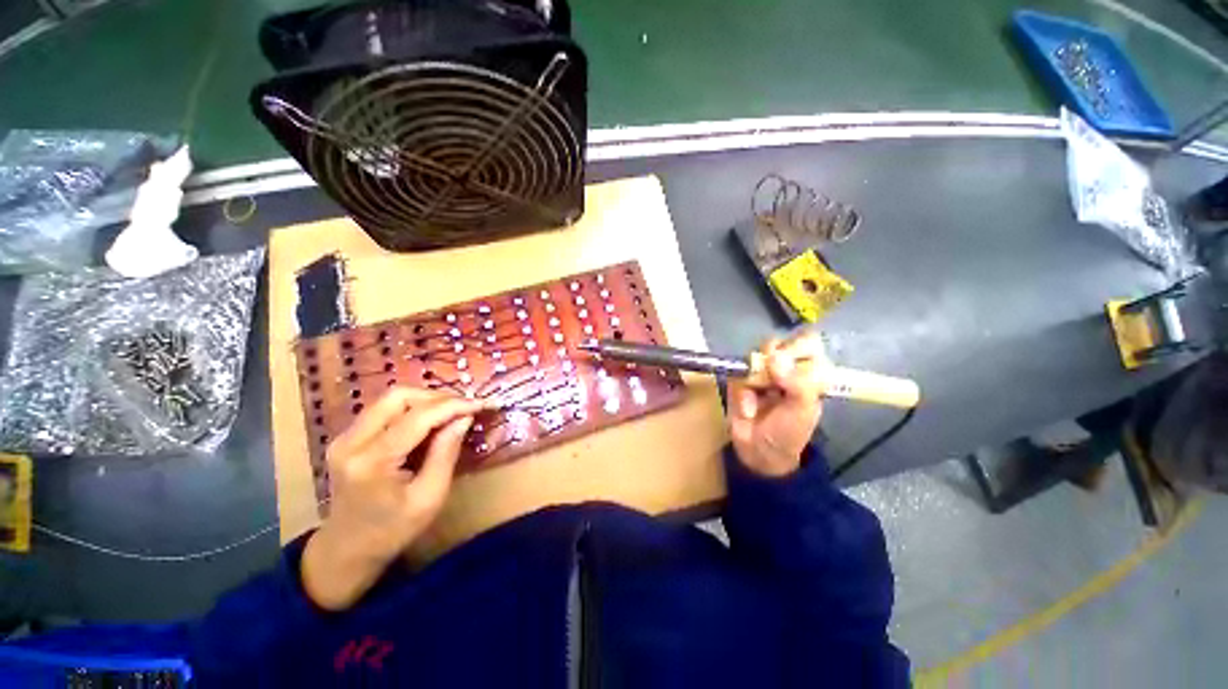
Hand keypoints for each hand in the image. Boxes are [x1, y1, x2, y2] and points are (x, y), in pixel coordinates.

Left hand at [301, 387, 484, 610]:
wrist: (347, 550)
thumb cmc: (393, 530)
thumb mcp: (430, 497)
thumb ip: (446, 452)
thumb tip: (465, 417)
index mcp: (371, 462)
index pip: (417, 417)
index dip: (453, 405)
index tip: (482, 403)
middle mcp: (351, 441)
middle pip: (398, 396)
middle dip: (438, 397)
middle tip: (464, 408)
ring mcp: (345, 437)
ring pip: (391, 398)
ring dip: (426, 400)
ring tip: (451, 413)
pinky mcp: (347, 437)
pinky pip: (385, 409)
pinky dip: (413, 408)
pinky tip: (430, 422)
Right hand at [727, 332, 827, 476]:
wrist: (759, 453)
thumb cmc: (789, 432)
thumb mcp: (802, 410)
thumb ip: (796, 382)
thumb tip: (776, 356)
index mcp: (806, 373)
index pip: (806, 343)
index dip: (797, 344)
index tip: (788, 357)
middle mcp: (783, 369)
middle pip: (776, 345)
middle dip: (770, 360)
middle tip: (769, 373)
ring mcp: (760, 375)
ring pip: (753, 359)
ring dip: (754, 379)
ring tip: (757, 400)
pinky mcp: (739, 382)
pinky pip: (737, 376)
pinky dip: (742, 394)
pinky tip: (748, 411)